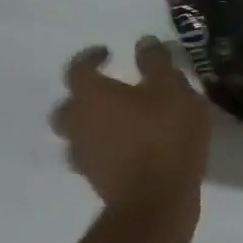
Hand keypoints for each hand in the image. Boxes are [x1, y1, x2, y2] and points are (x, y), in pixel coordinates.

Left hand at [49, 38, 210, 210]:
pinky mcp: (95, 179)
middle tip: (111, 89)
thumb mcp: (173, 89)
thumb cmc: (165, 135)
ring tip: (122, 120)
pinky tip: (128, 146)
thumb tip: (142, 43)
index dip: (90, 57)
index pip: (77, 68)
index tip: (108, 53)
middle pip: (68, 105)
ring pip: (77, 133)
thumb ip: (157, 63)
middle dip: (86, 94)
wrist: (157, 200)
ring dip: (93, 123)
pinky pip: (93, 155)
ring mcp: (83, 154)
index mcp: (92, 95)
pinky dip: (105, 147)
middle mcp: (78, 123)